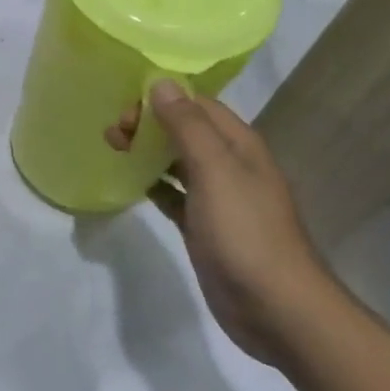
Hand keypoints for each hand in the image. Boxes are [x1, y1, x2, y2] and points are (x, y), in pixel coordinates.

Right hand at [107, 82, 338, 365]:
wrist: (276, 309)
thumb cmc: (246, 232)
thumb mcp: (215, 171)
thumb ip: (187, 126)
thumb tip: (161, 82)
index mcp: (238, 144)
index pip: (196, 103)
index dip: (161, 98)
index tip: (125, 108)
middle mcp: (230, 164)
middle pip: (185, 129)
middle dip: (149, 123)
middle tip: (113, 133)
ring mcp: (217, 196)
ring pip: (176, 160)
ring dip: (147, 150)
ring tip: (112, 148)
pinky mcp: (204, 226)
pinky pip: (173, 193)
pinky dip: (153, 183)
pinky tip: (130, 183)